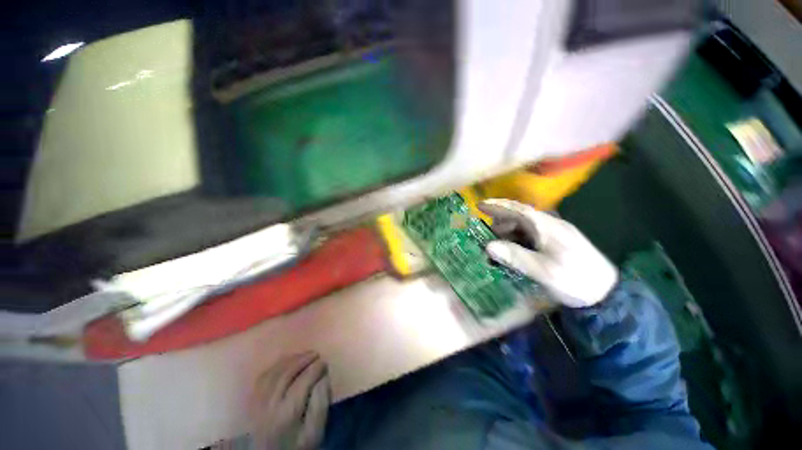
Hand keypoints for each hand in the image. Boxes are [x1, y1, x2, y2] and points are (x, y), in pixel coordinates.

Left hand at [250, 352, 330, 449]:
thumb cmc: (297, 446)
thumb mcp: (315, 432)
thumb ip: (321, 405)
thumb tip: (323, 378)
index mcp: (287, 414)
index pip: (302, 382)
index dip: (315, 369)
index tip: (325, 362)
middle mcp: (269, 406)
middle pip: (285, 375)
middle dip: (302, 360)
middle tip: (316, 353)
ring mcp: (257, 404)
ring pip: (272, 374)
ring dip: (289, 360)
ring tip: (303, 355)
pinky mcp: (251, 404)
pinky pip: (261, 379)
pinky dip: (275, 367)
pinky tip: (285, 363)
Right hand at [478, 199, 617, 307]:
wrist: (608, 293)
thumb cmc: (575, 280)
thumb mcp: (544, 271)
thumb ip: (515, 257)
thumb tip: (488, 246)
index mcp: (547, 227)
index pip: (518, 209)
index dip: (497, 206)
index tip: (479, 205)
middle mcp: (550, 225)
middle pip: (519, 216)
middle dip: (500, 223)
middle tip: (488, 238)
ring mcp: (554, 232)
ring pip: (524, 225)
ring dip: (508, 233)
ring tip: (499, 248)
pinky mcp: (556, 241)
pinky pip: (530, 234)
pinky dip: (517, 240)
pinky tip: (514, 251)